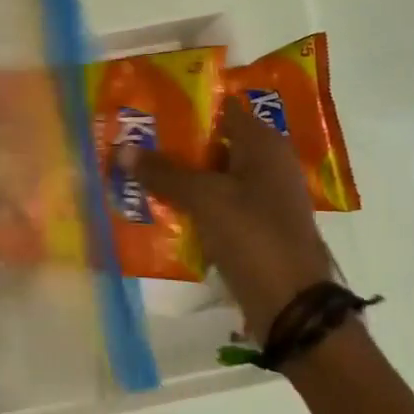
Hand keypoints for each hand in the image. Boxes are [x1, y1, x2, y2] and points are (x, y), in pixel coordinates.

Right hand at [132, 95, 335, 336]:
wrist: (291, 304)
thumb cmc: (252, 236)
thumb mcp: (205, 199)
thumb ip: (164, 172)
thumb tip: (122, 149)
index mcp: (264, 144)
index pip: (221, 109)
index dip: (184, 108)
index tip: (146, 113)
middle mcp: (267, 164)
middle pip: (214, 145)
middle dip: (174, 146)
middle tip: (131, 145)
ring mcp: (262, 198)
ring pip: (213, 178)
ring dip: (179, 179)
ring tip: (135, 177)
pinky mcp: (254, 228)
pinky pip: (217, 207)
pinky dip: (192, 207)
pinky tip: (159, 212)